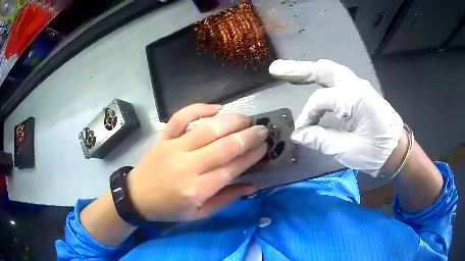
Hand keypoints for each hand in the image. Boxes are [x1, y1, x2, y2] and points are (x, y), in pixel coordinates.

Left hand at [127, 104, 267, 221]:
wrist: (137, 197)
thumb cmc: (169, 209)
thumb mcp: (199, 214)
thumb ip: (226, 199)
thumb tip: (252, 186)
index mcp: (197, 189)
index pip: (232, 168)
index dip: (251, 156)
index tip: (264, 147)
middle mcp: (187, 166)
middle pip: (224, 146)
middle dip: (248, 136)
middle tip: (263, 129)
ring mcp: (173, 148)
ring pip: (207, 129)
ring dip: (231, 121)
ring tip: (247, 118)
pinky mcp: (164, 138)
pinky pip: (181, 118)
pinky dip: (198, 108)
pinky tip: (216, 107)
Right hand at [269, 59, 403, 176]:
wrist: (398, 150)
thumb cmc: (377, 152)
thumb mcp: (349, 150)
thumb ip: (322, 140)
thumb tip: (298, 135)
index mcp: (354, 98)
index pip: (320, 101)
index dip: (307, 117)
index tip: (301, 133)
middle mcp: (355, 85)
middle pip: (323, 70)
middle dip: (298, 69)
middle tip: (275, 70)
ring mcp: (359, 85)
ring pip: (330, 71)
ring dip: (309, 70)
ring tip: (289, 72)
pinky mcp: (360, 91)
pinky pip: (338, 78)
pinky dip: (322, 78)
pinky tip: (313, 81)